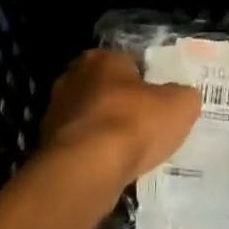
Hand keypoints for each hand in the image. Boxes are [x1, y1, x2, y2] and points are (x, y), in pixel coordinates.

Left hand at [39, 50, 200, 194]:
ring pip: (89, 117)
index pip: (129, 62)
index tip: (160, 100)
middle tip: (145, 124)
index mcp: (103, 58)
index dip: (147, 80)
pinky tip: (110, 169)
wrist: (86, 169)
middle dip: (121, 103)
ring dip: (104, 130)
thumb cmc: (134, 123)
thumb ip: (183, 96)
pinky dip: (92, 154)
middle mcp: (73, 77)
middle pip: (105, 88)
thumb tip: (182, 97)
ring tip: (129, 152)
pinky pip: (78, 145)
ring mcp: (55, 112)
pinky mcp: (46, 146)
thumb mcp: (180, 105)